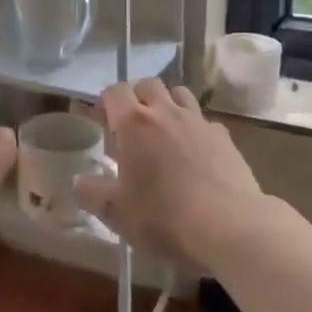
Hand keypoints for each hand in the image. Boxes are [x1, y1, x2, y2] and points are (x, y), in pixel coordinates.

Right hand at [76, 79, 266, 264]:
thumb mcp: (116, 213)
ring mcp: (198, 121)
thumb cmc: (164, 218)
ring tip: (162, 132)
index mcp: (134, 124)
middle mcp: (166, 112)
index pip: (114, 91)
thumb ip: (91, 193)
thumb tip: (81, 181)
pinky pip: (203, 120)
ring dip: (166, 104)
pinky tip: (193, 153)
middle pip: (147, 84)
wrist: (231, 227)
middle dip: (135, 97)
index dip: (103, 102)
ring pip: (179, 93)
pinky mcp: (224, 136)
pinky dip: (193, 128)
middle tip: (129, 126)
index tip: (98, 120)